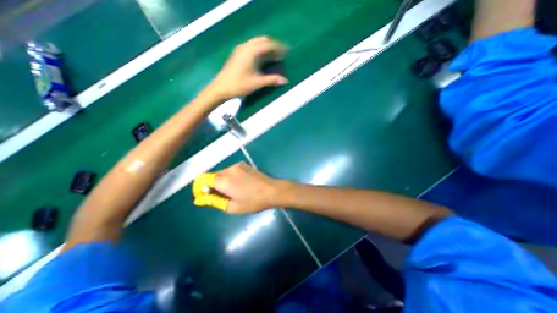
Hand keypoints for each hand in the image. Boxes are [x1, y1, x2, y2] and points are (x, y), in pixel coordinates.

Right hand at [194, 162, 280, 213]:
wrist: (272, 190)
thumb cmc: (253, 201)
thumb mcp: (232, 207)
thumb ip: (214, 201)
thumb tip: (199, 199)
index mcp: (224, 180)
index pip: (202, 179)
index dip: (199, 188)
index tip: (204, 197)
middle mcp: (228, 169)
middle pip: (212, 175)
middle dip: (210, 186)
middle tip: (219, 197)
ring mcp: (237, 165)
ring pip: (221, 173)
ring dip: (220, 182)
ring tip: (231, 192)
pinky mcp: (244, 165)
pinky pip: (230, 171)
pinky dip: (228, 178)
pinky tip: (238, 185)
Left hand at [206, 36, 288, 100]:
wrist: (220, 88)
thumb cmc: (238, 85)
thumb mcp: (257, 83)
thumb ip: (271, 80)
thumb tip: (285, 80)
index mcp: (251, 51)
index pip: (268, 44)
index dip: (278, 47)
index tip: (287, 51)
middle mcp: (245, 47)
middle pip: (262, 41)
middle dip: (272, 46)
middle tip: (281, 54)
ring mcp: (240, 50)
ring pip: (256, 44)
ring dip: (265, 48)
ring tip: (273, 57)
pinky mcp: (237, 55)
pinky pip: (251, 48)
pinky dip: (259, 51)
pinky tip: (262, 60)